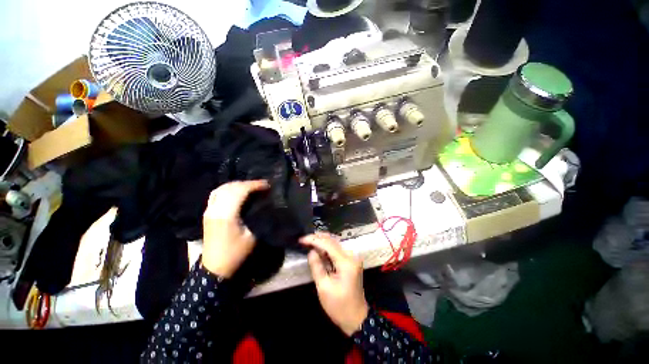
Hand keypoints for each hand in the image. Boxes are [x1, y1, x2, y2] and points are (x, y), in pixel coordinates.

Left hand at [201, 180, 268, 277]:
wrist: (214, 267)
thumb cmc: (235, 253)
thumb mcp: (252, 236)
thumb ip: (258, 218)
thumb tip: (266, 204)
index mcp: (226, 215)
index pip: (240, 191)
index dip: (254, 185)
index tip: (267, 185)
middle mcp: (215, 209)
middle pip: (231, 187)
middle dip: (248, 183)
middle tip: (261, 185)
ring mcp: (209, 210)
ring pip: (222, 188)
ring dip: (237, 185)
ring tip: (250, 187)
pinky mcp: (207, 213)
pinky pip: (216, 194)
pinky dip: (228, 189)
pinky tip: (236, 191)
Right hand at [300, 232, 368, 335]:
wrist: (356, 318)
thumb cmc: (339, 306)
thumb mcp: (324, 288)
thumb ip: (316, 266)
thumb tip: (311, 251)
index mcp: (346, 262)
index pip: (328, 244)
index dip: (314, 240)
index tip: (301, 239)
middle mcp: (351, 255)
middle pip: (332, 240)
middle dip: (317, 238)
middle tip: (303, 240)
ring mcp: (352, 257)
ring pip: (335, 243)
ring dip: (321, 241)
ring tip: (308, 242)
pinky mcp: (351, 260)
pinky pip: (337, 249)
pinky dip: (327, 247)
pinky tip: (318, 248)